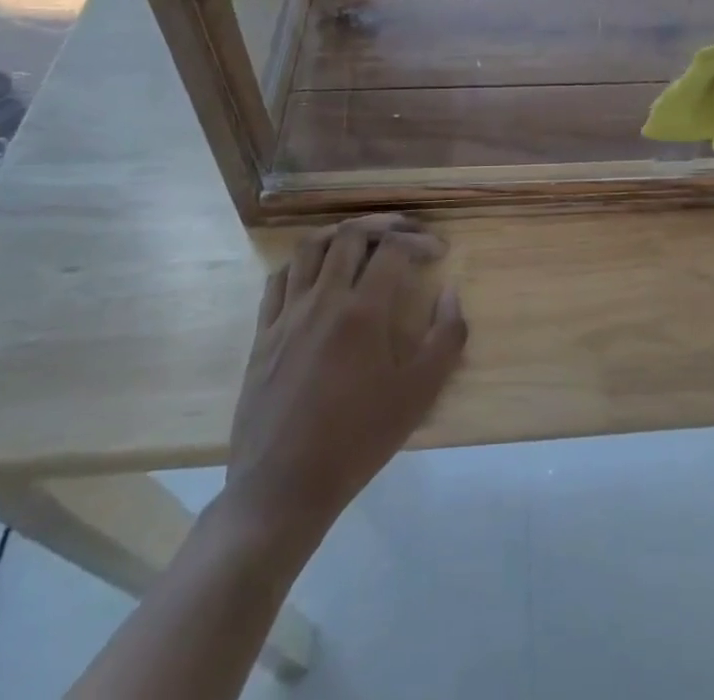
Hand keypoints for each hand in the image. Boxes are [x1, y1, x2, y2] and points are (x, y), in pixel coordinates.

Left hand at [220, 214, 467, 546]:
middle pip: (350, 235)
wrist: (282, 489)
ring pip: (309, 247)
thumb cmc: (357, 441)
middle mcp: (323, 300)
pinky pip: (279, 279)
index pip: (393, 249)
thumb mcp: (419, 395)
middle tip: (405, 233)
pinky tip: (317, 274)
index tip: (437, 252)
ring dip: (340, 233)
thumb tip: (450, 292)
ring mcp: (287, 315)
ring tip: (362, 239)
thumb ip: (446, 338)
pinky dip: (303, 263)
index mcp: (362, 312)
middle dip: (383, 224)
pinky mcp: (263, 334)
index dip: (419, 241)